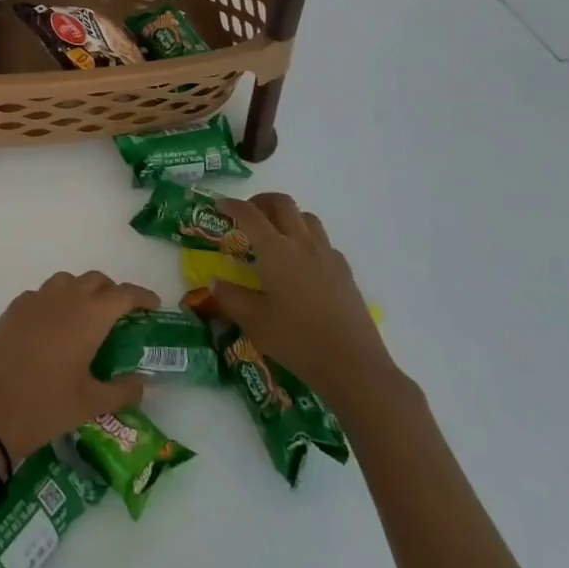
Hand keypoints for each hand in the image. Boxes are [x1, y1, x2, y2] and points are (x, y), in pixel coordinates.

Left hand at [0, 271, 159, 464]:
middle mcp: (65, 298)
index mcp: (89, 316)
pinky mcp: (14, 308)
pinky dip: (55, 301)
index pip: (123, 294)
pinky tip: (54, 327)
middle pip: (96, 280)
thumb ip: (123, 390)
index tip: (154, 305)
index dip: (142, 296)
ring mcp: (36, 299)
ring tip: (87, 319)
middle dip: (112, 292)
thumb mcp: (92, 403)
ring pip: (67, 281)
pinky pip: (42, 294)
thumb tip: (144, 382)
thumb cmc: (47, 406)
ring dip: (82, 292)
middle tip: (120, 316)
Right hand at [210, 193, 399, 414]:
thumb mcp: (255, 323)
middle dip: (261, 201)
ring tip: (276, 235)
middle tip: (248, 215)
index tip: (220, 205)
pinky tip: (303, 263)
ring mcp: (327, 255)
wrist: (354, 366)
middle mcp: (302, 244)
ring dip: (288, 216)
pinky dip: (308, 239)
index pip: (250, 214)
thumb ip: (231, 298)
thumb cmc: (299, 341)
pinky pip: (324, 241)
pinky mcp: (345, 272)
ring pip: (306, 217)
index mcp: (276, 251)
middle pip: (282, 203)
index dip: (233, 205)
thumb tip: (213, 283)